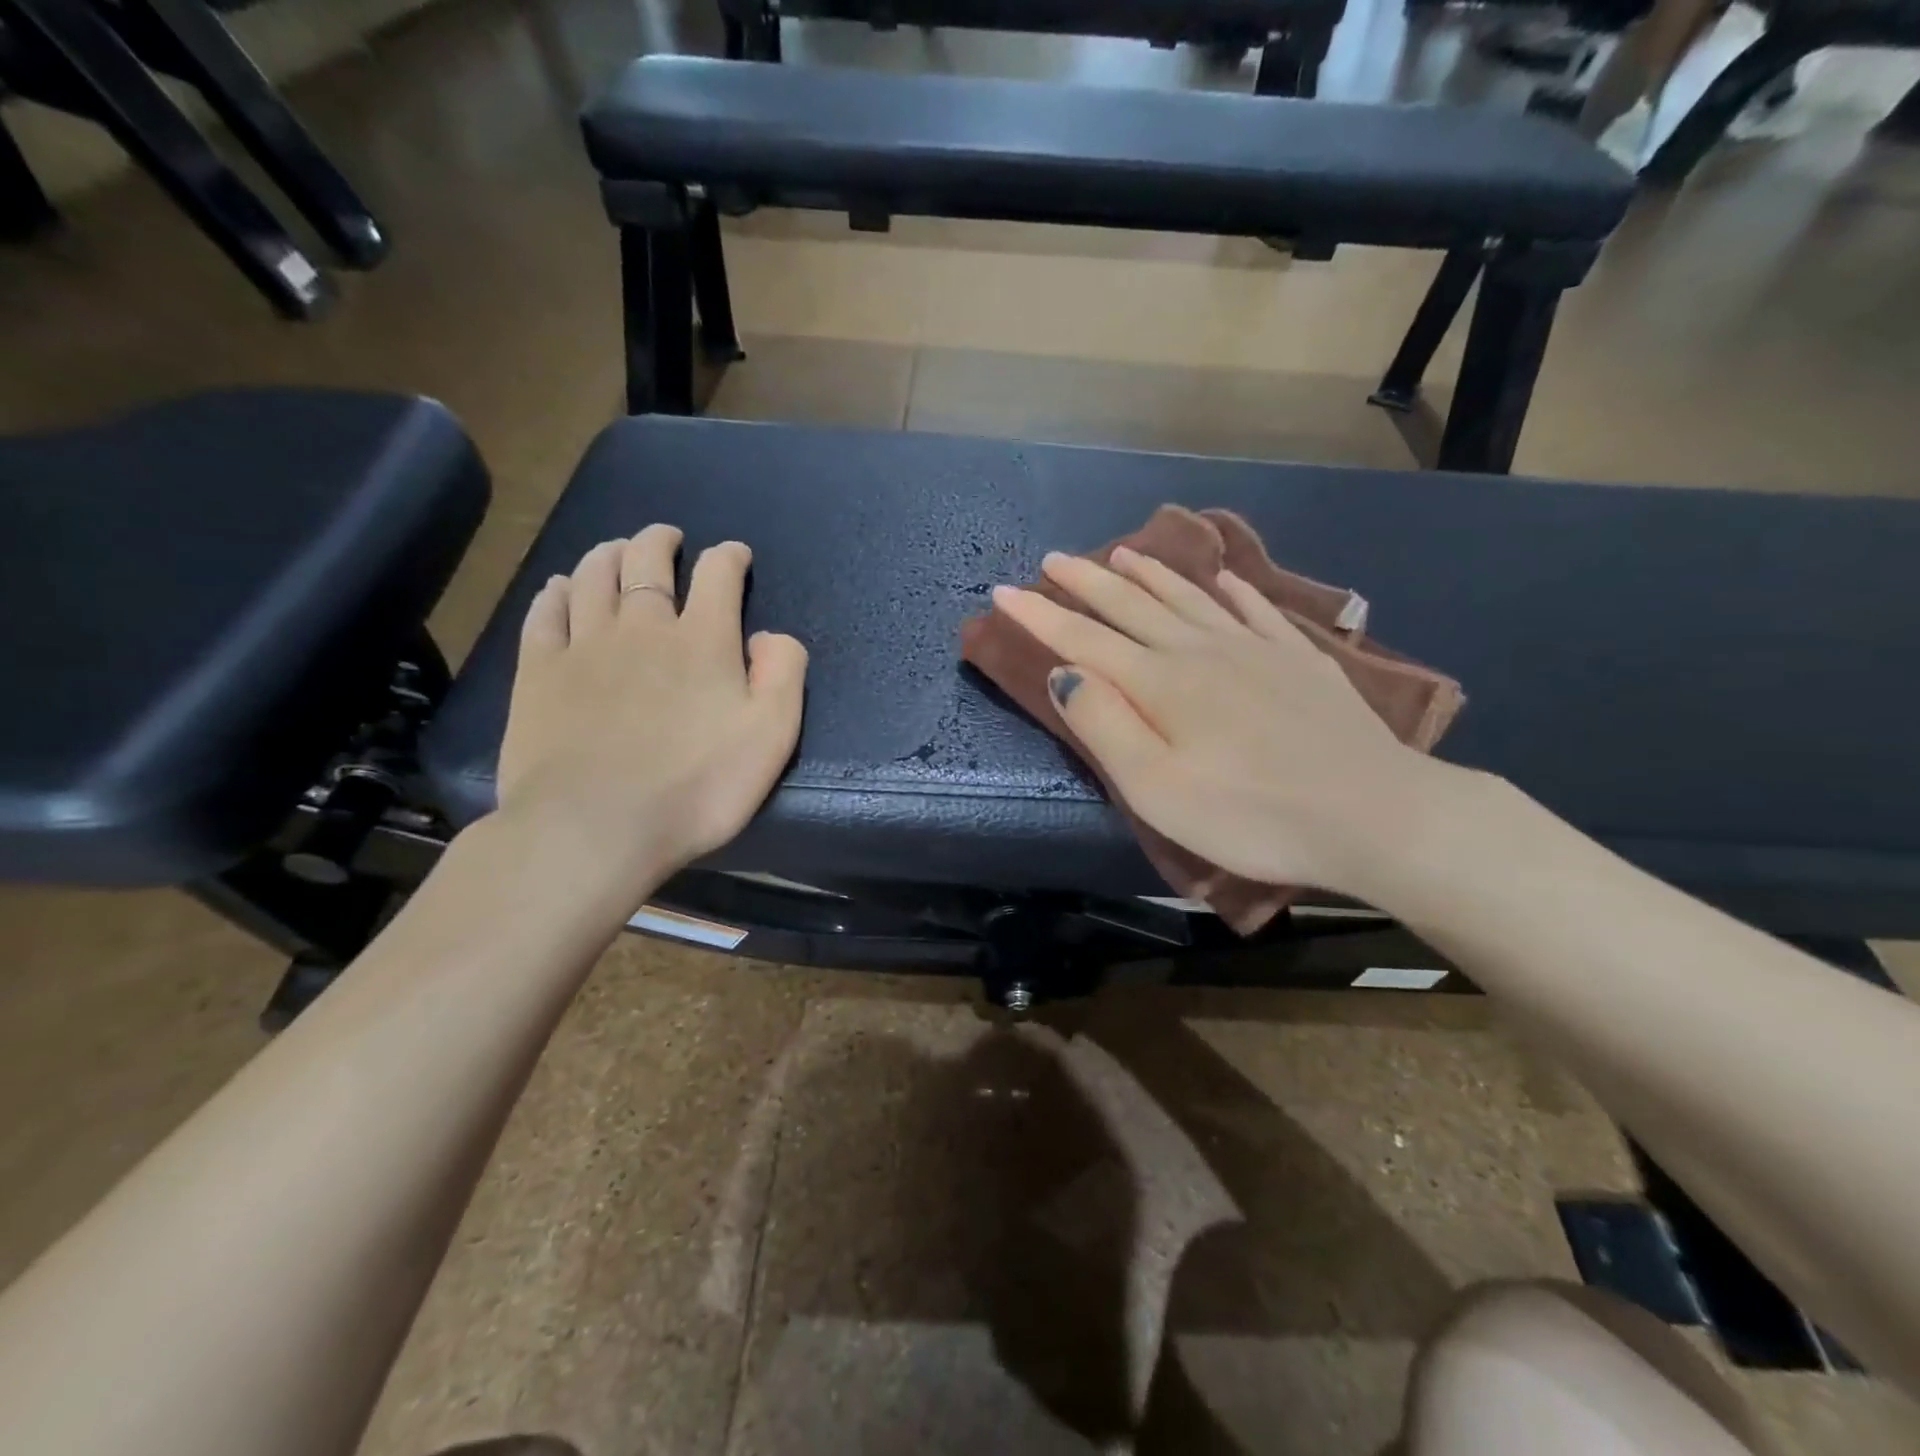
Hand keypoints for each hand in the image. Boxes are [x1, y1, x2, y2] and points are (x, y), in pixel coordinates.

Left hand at [495, 525, 806, 905]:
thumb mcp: (771, 736)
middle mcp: (643, 627)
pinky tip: (562, 587)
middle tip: (668, 538)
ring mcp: (584, 646)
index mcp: (703, 640)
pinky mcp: (539, 672)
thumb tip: (769, 635)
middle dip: (661, 541)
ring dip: (609, 554)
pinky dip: (558, 591)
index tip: (735, 555)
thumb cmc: (696, 787)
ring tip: (617, 550)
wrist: (595, 828)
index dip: (729, 557)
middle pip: (647, 561)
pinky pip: (546, 613)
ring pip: (594, 576)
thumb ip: (783, 674)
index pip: (718, 575)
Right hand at [992, 546, 1451, 894]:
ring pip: (1189, 598)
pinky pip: (1254, 609)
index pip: (1082, 639)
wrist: (1371, 813)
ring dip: (1150, 573)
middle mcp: (1200, 650)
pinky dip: (1231, 588)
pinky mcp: (1298, 659)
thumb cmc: (1250, 814)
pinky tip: (1224, 578)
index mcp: (1160, 683)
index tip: (1003, 590)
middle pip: (1132, 605)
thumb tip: (1065, 673)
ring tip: (1123, 552)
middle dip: (1086, 582)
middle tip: (1054, 558)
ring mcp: (1254, 648)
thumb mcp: (1157, 788)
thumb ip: (1105, 725)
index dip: (1038, 615)